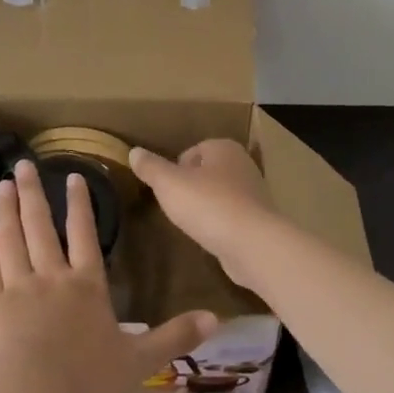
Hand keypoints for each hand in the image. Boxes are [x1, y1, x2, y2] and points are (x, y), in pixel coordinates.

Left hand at [0, 160, 216, 392]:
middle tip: (21, 165)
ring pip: (11, 240)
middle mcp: (51, 276)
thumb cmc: (85, 376)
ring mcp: (17, 288)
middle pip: (41, 226)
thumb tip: (216, 318)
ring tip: (1, 186)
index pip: (84, 234)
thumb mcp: (138, 361)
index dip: (80, 204)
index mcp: (86, 285)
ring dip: (6, 211)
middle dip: (32, 193)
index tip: (71, 176)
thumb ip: (174, 337)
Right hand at [129, 140, 282, 287]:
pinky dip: (221, 225)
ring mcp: (254, 193)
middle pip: (207, 172)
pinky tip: (212, 238)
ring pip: (220, 194)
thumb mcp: (169, 184)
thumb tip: (134, 152)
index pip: (192, 151)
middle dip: (192, 188)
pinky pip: (232, 216)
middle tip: (177, 208)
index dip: (176, 170)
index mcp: (223, 147)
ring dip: (207, 207)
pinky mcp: (260, 220)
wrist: (253, 244)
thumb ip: (151, 168)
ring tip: (193, 225)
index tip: (168, 190)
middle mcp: (242, 164)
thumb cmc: (209, 205)